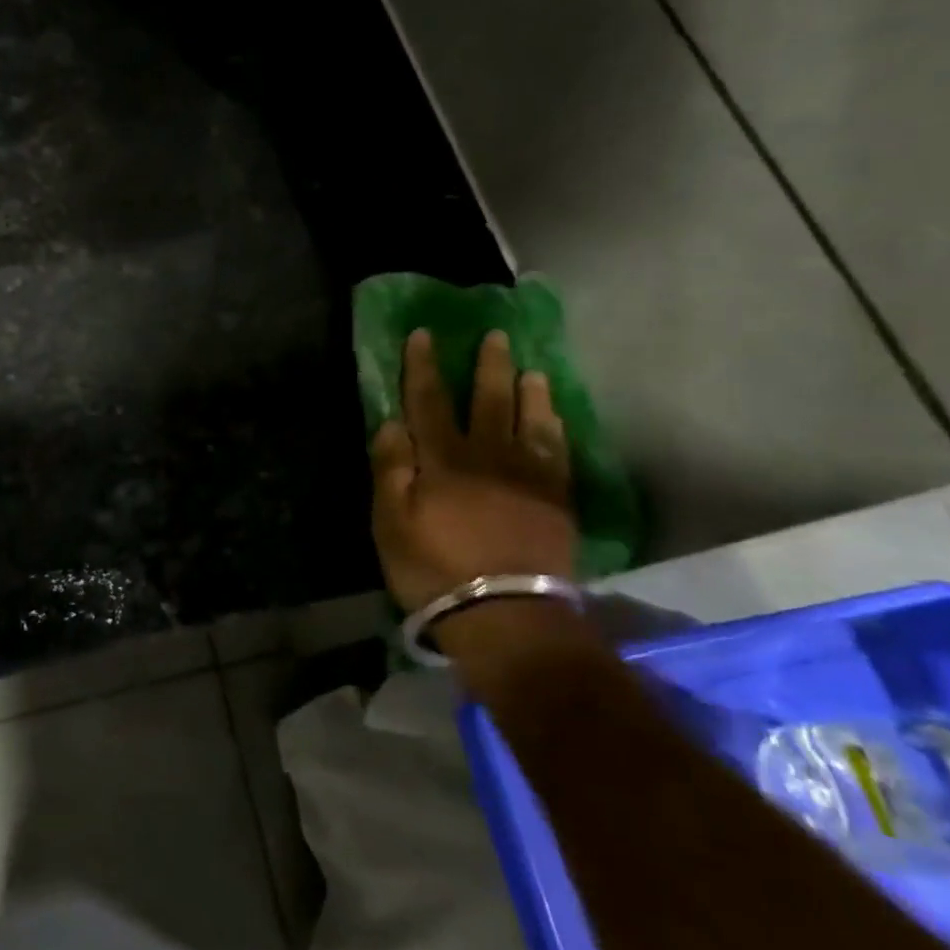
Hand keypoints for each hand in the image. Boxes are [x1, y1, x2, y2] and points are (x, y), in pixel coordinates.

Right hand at [370, 329, 577, 611]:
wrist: (507, 615)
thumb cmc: (435, 569)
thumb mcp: (391, 523)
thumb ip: (391, 469)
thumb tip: (391, 422)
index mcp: (443, 460)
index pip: (428, 402)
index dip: (423, 367)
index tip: (424, 334)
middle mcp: (488, 456)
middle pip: (487, 401)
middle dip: (487, 366)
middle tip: (495, 335)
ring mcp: (528, 476)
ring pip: (529, 420)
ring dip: (528, 391)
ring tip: (531, 369)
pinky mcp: (556, 500)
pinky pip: (558, 452)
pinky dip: (555, 429)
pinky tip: (555, 417)